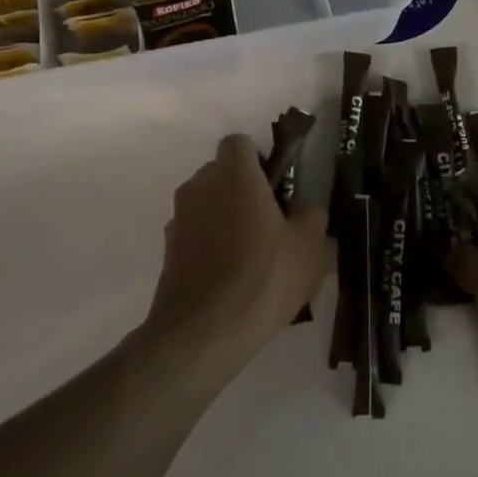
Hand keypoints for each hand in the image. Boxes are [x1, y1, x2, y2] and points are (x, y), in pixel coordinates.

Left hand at [138, 134, 330, 375]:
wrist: (203, 333)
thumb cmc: (264, 277)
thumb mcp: (310, 246)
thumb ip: (310, 215)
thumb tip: (300, 211)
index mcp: (234, 174)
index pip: (239, 143)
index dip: (259, 160)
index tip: (276, 190)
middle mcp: (200, 186)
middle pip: (222, 173)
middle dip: (242, 190)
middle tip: (270, 224)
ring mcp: (179, 218)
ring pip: (207, 204)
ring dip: (225, 218)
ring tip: (251, 259)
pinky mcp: (167, 250)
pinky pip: (195, 234)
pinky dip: (209, 246)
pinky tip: (230, 280)